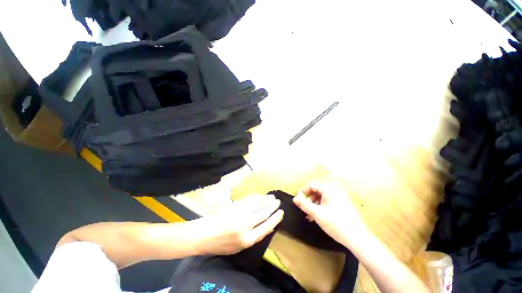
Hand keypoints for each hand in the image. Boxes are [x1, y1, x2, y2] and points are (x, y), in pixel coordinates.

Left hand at [194, 195, 283, 254]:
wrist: (203, 235)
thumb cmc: (221, 244)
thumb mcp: (239, 247)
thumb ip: (254, 236)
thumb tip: (266, 225)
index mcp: (247, 239)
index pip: (266, 227)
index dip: (275, 218)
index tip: (281, 213)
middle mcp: (245, 226)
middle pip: (263, 213)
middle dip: (272, 207)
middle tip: (278, 202)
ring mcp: (239, 214)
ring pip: (257, 204)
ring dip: (266, 200)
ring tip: (272, 197)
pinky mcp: (234, 206)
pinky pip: (249, 200)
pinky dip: (256, 198)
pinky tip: (260, 196)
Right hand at [293, 181, 367, 248]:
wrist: (357, 238)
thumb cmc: (335, 223)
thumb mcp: (317, 213)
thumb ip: (304, 204)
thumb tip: (294, 199)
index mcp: (329, 188)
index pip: (311, 185)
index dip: (302, 192)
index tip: (298, 202)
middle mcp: (334, 189)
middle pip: (316, 190)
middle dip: (308, 199)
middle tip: (303, 209)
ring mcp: (339, 196)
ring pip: (321, 196)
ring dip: (313, 204)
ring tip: (308, 215)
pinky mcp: (342, 202)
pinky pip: (327, 201)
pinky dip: (320, 206)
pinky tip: (316, 216)